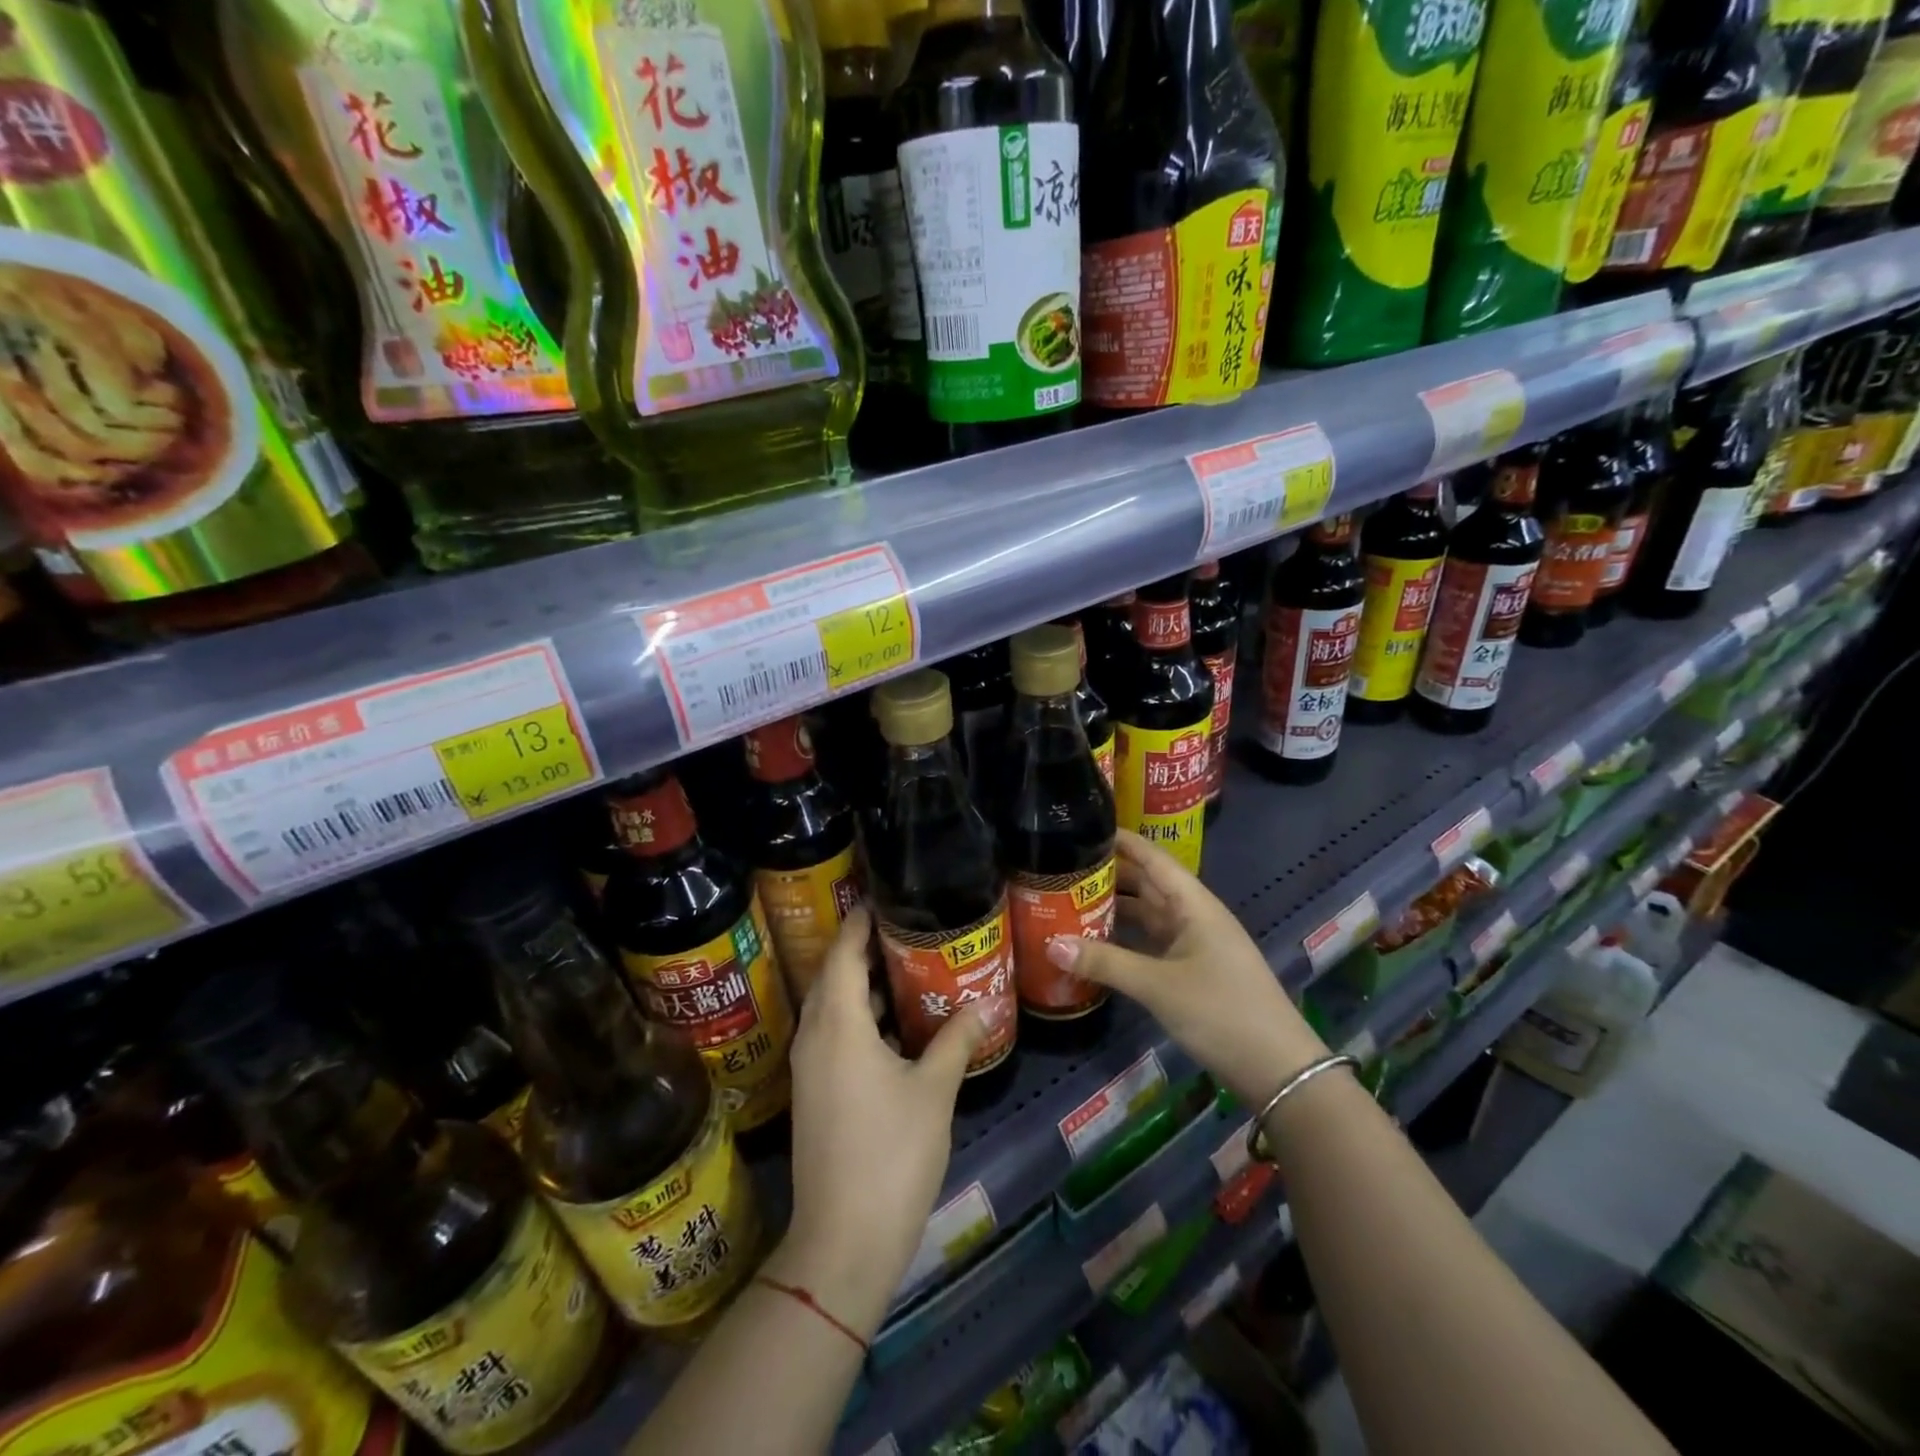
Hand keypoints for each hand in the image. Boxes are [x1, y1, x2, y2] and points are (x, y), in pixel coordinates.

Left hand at [768, 904, 983, 1338]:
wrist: (843, 1241)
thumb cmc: (891, 1154)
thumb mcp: (934, 1091)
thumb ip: (957, 1040)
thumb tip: (985, 1004)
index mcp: (839, 1025)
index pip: (843, 955)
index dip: (859, 923)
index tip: (882, 898)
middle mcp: (815, 1037)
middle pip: (833, 976)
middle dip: (862, 949)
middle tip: (903, 926)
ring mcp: (810, 1068)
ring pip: (832, 1007)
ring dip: (861, 985)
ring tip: (905, 966)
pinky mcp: (815, 1093)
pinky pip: (833, 1035)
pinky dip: (859, 1018)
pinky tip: (894, 1026)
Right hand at [1048, 830, 1326, 1106]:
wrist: (1277, 1069)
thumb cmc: (1222, 1012)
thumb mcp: (1158, 986)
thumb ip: (1105, 963)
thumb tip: (1050, 944)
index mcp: (1194, 905)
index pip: (1153, 859)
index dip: (1122, 841)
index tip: (1084, 827)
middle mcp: (1194, 916)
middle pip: (1147, 884)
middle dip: (1109, 874)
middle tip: (1063, 867)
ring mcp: (1194, 945)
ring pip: (1148, 915)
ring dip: (1114, 908)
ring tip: (1069, 900)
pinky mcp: (1191, 971)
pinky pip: (1151, 943)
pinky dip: (1125, 939)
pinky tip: (1096, 943)